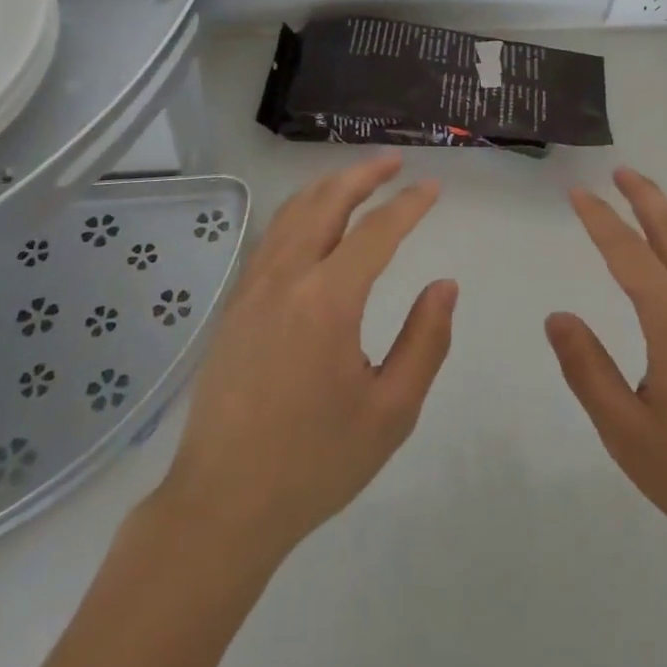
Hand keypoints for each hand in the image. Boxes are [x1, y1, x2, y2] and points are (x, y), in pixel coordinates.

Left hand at [157, 152, 456, 561]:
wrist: (222, 504)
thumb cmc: (314, 462)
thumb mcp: (390, 411)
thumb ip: (424, 341)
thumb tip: (443, 285)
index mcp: (328, 301)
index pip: (376, 232)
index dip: (408, 205)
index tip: (433, 187)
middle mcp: (287, 279)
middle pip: (326, 203)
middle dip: (363, 175)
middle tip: (394, 162)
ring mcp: (253, 288)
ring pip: (292, 213)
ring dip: (328, 187)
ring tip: (357, 178)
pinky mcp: (235, 304)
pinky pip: (272, 237)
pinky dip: (299, 211)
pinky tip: (311, 220)